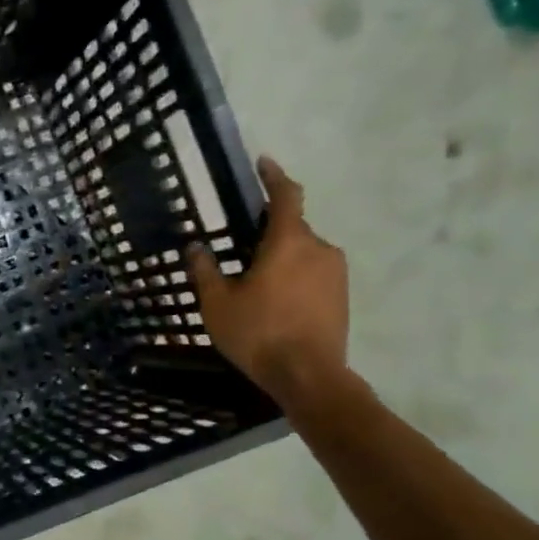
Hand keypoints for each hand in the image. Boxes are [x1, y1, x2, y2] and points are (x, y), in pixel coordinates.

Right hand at [187, 156, 349, 407]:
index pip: (286, 196)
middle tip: (240, 254)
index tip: (264, 163)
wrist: (308, 376)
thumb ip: (206, 271)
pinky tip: (274, 306)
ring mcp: (336, 273)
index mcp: (289, 242)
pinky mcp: (342, 296)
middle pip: (292, 229)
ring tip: (255, 288)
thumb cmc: (258, 333)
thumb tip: (196, 247)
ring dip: (280, 261)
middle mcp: (319, 249)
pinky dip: (293, 281)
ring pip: (303, 254)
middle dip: (267, 236)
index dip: (274, 177)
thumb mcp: (218, 303)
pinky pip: (313, 276)